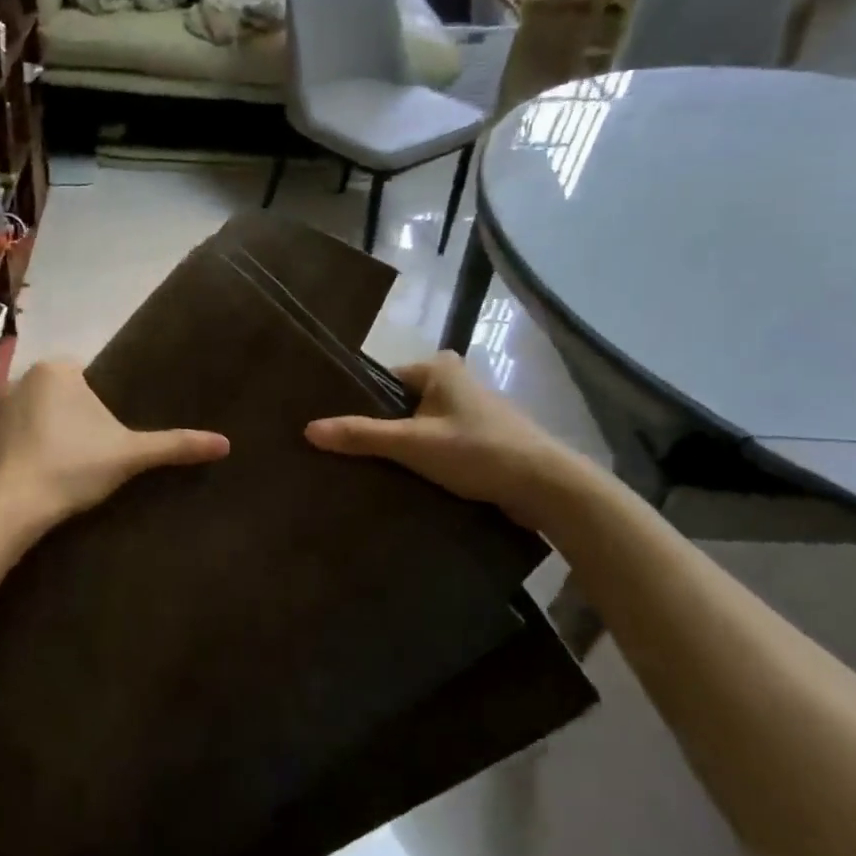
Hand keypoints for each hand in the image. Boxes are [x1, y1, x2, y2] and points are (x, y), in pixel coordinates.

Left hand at [0, 360, 229, 527]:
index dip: (100, 405)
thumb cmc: (73, 467)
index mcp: (57, 370)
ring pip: (33, 415)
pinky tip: (33, 479)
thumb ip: (175, 445)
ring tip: (62, 470)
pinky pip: (8, 439)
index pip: (86, 376)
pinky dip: (20, 453)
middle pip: (59, 395)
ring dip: (45, 434)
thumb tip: (225, 443)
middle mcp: (20, 379)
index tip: (106, 436)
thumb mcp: (130, 455)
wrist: (11, 508)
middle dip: (72, 418)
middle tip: (90, 455)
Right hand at [304, 351, 595, 530]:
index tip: (333, 427)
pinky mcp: (480, 440)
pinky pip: (438, 444)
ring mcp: (469, 412)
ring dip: (401, 447)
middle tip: (343, 453)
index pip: (382, 380)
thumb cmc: (478, 450)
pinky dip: (423, 459)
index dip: (358, 404)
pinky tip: (404, 480)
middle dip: (379, 428)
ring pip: (419, 427)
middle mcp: (455, 382)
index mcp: (439, 368)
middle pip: (399, 405)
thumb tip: (308, 430)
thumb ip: (362, 435)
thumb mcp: (413, 443)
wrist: (546, 488)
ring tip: (368, 470)